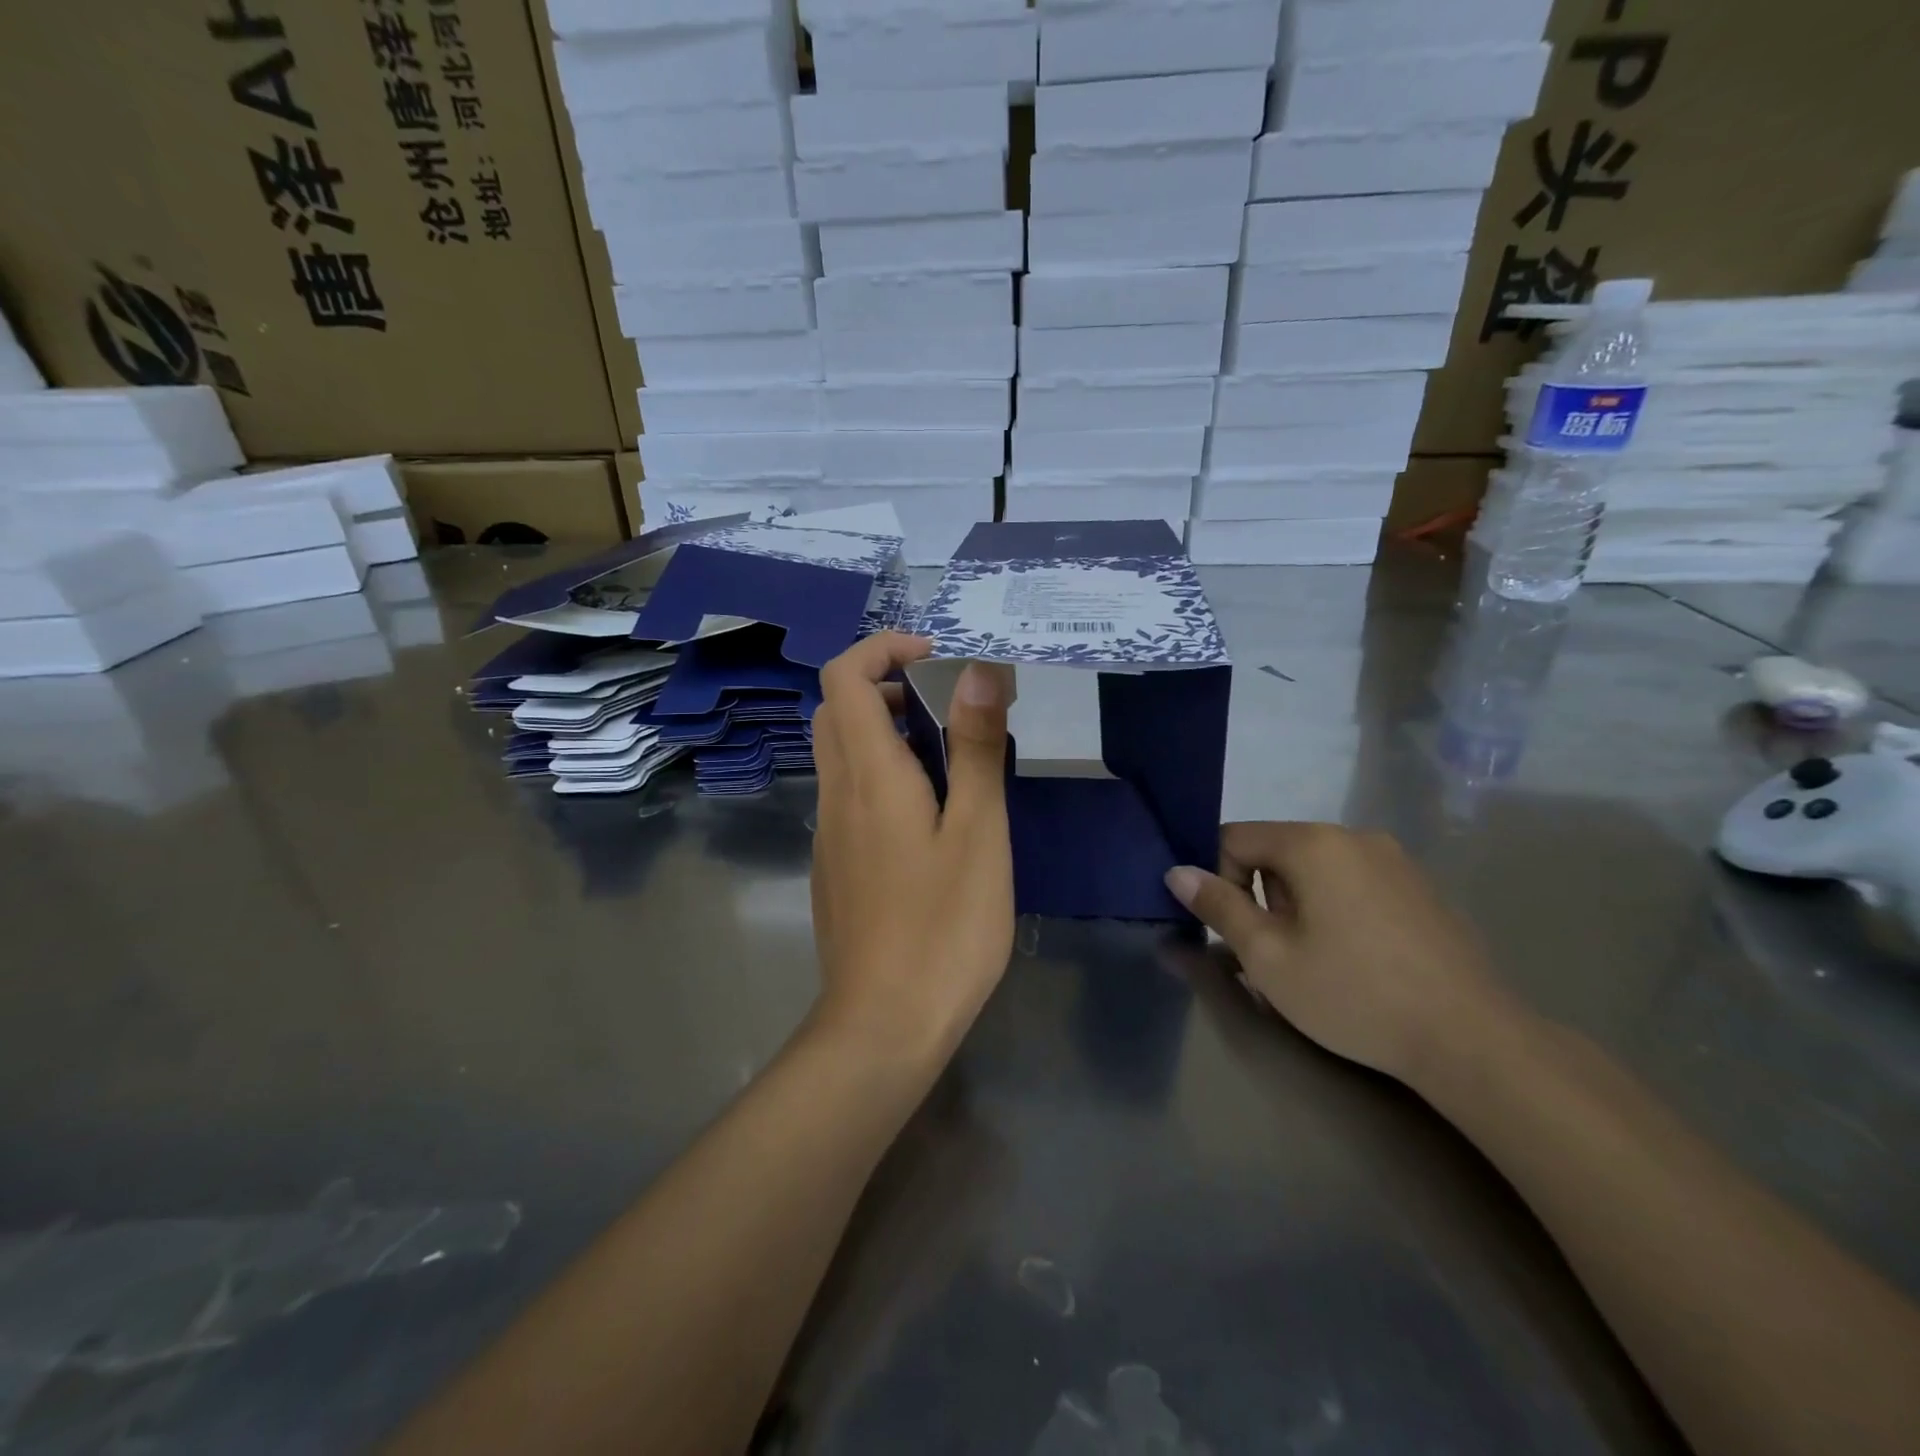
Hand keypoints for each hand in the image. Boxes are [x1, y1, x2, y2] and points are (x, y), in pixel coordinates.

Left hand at [809, 633, 1014, 1063]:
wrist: (883, 1025)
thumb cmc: (944, 927)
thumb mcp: (978, 832)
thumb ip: (975, 748)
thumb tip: (976, 671)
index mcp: (868, 774)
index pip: (844, 676)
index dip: (883, 649)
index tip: (935, 659)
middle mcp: (836, 794)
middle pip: (836, 711)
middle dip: (887, 688)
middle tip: (947, 709)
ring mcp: (829, 833)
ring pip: (841, 754)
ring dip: (886, 734)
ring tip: (951, 761)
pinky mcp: (834, 866)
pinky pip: (849, 796)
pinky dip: (881, 776)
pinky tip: (930, 820)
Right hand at [1165, 823, 1506, 1084]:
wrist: (1471, 1040)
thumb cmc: (1353, 994)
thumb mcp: (1268, 956)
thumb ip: (1218, 906)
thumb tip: (1177, 872)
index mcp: (1312, 844)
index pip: (1235, 838)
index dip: (1219, 879)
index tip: (1234, 929)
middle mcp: (1354, 837)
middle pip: (1277, 851)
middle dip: (1262, 895)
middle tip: (1276, 951)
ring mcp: (1396, 860)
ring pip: (1317, 868)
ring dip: (1299, 903)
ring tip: (1318, 959)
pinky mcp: (1422, 888)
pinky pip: (1356, 882)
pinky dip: (1338, 908)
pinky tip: (1359, 959)